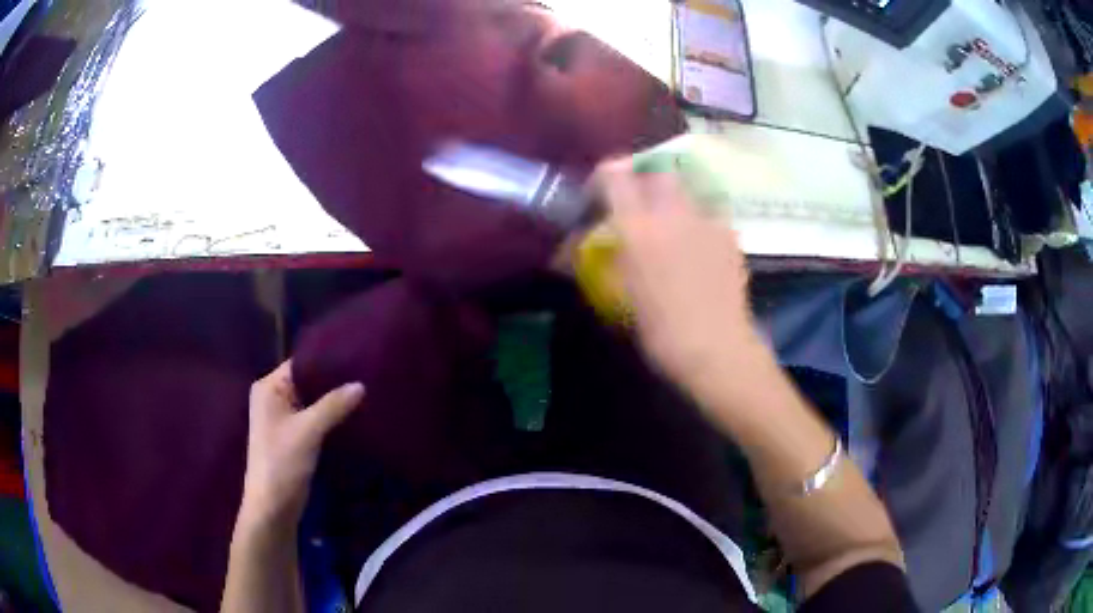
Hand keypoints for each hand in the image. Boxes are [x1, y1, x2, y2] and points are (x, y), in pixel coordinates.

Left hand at [240, 361, 363, 528]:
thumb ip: (333, 405)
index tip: (357, 353)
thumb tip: (361, 384)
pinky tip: (355, 412)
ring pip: (314, 400)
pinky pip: (316, 417)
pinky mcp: (295, 436)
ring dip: (335, 399)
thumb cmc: (282, 463)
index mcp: (269, 388)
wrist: (273, 507)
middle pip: (308, 380)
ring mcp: (285, 418)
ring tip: (367, 388)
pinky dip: (332, 415)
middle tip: (367, 371)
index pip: (300, 362)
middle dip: (334, 379)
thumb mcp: (308, 431)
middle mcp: (275, 397)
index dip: (326, 358)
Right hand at [595, 160, 770, 403]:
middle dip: (644, 176)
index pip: (614, 175)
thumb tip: (562, 255)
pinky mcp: (730, 236)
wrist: (714, 348)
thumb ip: (590, 265)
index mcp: (637, 227)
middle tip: (638, 202)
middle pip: (658, 169)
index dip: (603, 176)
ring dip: (674, 197)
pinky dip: (699, 221)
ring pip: (688, 188)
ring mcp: (706, 221)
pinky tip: (698, 246)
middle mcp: (673, 213)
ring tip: (671, 222)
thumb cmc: (659, 330)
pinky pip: (710, 213)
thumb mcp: (617, 296)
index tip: (599, 195)